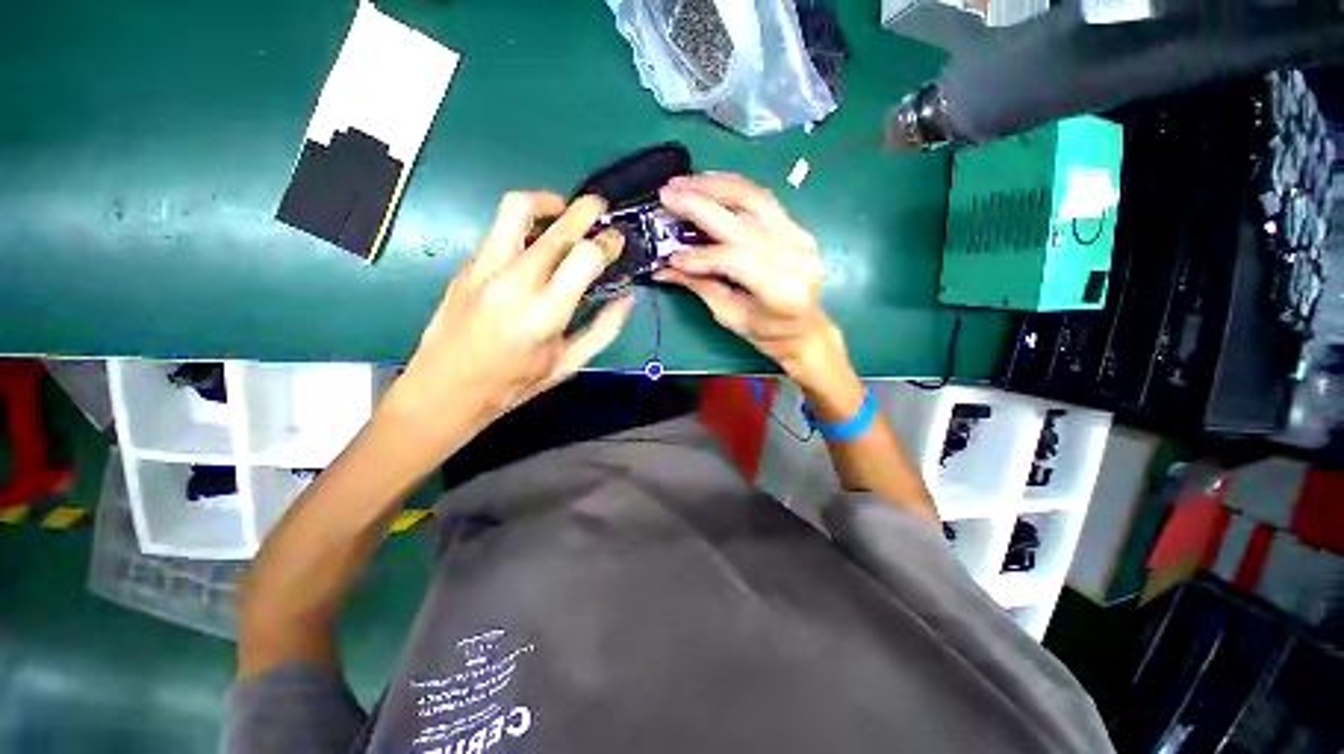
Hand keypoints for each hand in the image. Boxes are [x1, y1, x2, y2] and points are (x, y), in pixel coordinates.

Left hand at [388, 192, 633, 442]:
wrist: (445, 389)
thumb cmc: (514, 383)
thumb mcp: (568, 364)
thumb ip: (604, 329)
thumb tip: (627, 299)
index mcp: (545, 314)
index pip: (584, 257)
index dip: (607, 243)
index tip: (616, 241)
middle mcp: (514, 283)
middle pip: (557, 228)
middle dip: (586, 210)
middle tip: (600, 208)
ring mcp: (484, 269)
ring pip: (516, 210)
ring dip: (546, 201)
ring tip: (563, 210)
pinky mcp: (465, 266)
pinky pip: (499, 231)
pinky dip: (524, 227)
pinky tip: (535, 246)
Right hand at [654, 173, 848, 388]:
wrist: (805, 329)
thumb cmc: (768, 333)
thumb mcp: (730, 316)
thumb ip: (700, 287)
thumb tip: (664, 269)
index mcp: (781, 290)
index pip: (736, 260)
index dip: (701, 255)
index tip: (671, 256)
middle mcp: (795, 256)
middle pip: (742, 221)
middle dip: (700, 205)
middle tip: (666, 195)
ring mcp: (799, 236)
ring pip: (753, 199)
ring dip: (714, 186)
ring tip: (683, 182)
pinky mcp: (796, 226)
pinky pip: (762, 198)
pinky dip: (733, 187)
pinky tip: (709, 182)